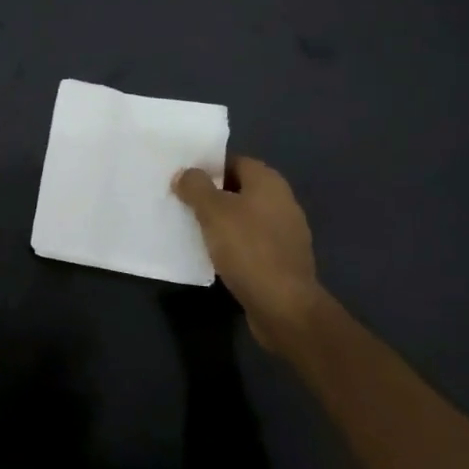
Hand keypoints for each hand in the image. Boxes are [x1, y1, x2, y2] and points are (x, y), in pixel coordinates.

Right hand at [171, 155, 324, 352]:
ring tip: (193, 229)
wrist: (284, 307)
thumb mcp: (213, 211)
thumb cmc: (247, 249)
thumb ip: (196, 186)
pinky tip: (214, 255)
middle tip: (183, 203)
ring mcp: (286, 233)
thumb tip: (185, 173)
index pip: (234, 161)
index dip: (208, 168)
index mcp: (269, 182)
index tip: (184, 180)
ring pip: (245, 217)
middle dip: (212, 195)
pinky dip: (233, 244)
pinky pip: (252, 242)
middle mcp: (282, 201)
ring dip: (222, 222)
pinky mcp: (283, 260)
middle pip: (239, 189)